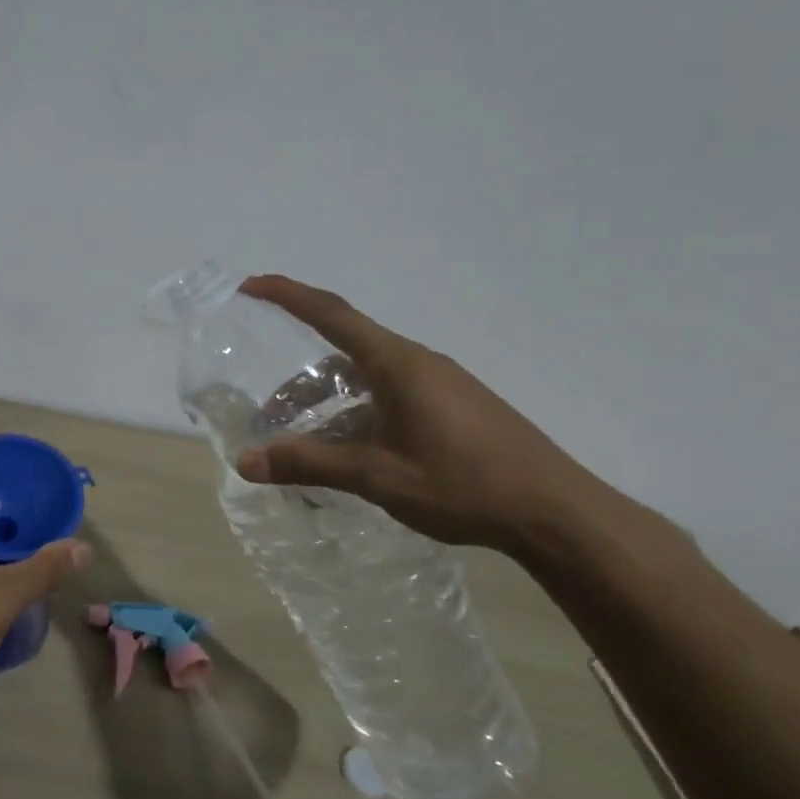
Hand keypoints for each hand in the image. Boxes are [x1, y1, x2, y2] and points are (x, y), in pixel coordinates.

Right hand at [234, 275, 611, 555]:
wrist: (555, 512)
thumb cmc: (464, 484)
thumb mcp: (377, 476)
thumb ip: (309, 464)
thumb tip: (244, 462)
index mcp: (396, 363)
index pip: (330, 313)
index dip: (287, 295)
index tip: (250, 286)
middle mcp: (415, 362)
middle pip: (341, 353)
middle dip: (299, 383)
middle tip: (268, 415)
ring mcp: (437, 384)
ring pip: (364, 381)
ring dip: (328, 406)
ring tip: (304, 446)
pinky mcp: (452, 406)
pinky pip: (388, 397)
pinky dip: (356, 416)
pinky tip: (351, 455)